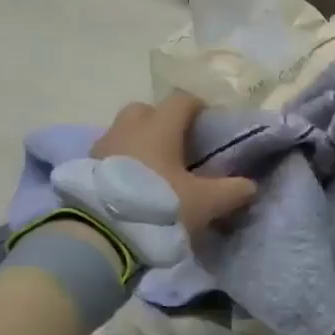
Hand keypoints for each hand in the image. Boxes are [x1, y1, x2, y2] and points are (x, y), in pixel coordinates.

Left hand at [92, 92, 257, 234]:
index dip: (197, 107)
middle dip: (161, 121)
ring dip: (138, 142)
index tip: (207, 123)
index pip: (181, 100)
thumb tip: (251, 185)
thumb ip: (231, 191)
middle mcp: (129, 127)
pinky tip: (131, 185)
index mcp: (160, 127)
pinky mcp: (84, 167)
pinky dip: (121, 161)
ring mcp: (102, 145)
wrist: (100, 234)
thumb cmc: (158, 206)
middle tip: (176, 146)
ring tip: (153, 169)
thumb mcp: (204, 203)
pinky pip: (108, 153)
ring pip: (124, 131)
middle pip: (146, 110)